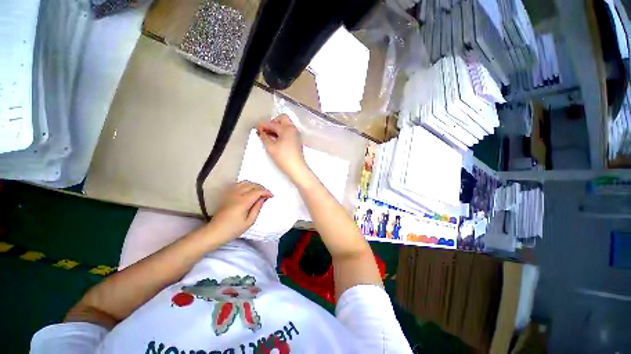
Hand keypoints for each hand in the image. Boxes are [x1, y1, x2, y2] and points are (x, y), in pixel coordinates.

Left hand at [209, 181, 272, 238]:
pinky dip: (246, 184)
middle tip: (266, 194)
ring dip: (254, 185)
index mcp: (243, 202)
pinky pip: (238, 184)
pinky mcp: (227, 194)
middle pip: (252, 185)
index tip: (271, 196)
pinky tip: (249, 189)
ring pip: (245, 183)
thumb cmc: (233, 229)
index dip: (266, 192)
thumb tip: (263, 199)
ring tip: (259, 191)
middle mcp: (237, 195)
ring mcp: (230, 193)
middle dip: (261, 188)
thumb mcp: (249, 221)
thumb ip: (257, 208)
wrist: (215, 231)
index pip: (258, 191)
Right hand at [256, 114, 308, 181]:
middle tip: (266, 130)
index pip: (272, 123)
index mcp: (287, 129)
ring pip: (286, 125)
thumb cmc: (284, 158)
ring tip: (269, 136)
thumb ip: (264, 137)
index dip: (263, 125)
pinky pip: (289, 132)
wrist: (297, 168)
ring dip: (277, 127)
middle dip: (272, 122)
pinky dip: (282, 132)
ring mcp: (296, 135)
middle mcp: (293, 129)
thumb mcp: (271, 147)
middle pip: (282, 119)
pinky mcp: (297, 140)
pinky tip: (276, 140)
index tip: (257, 128)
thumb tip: (261, 132)